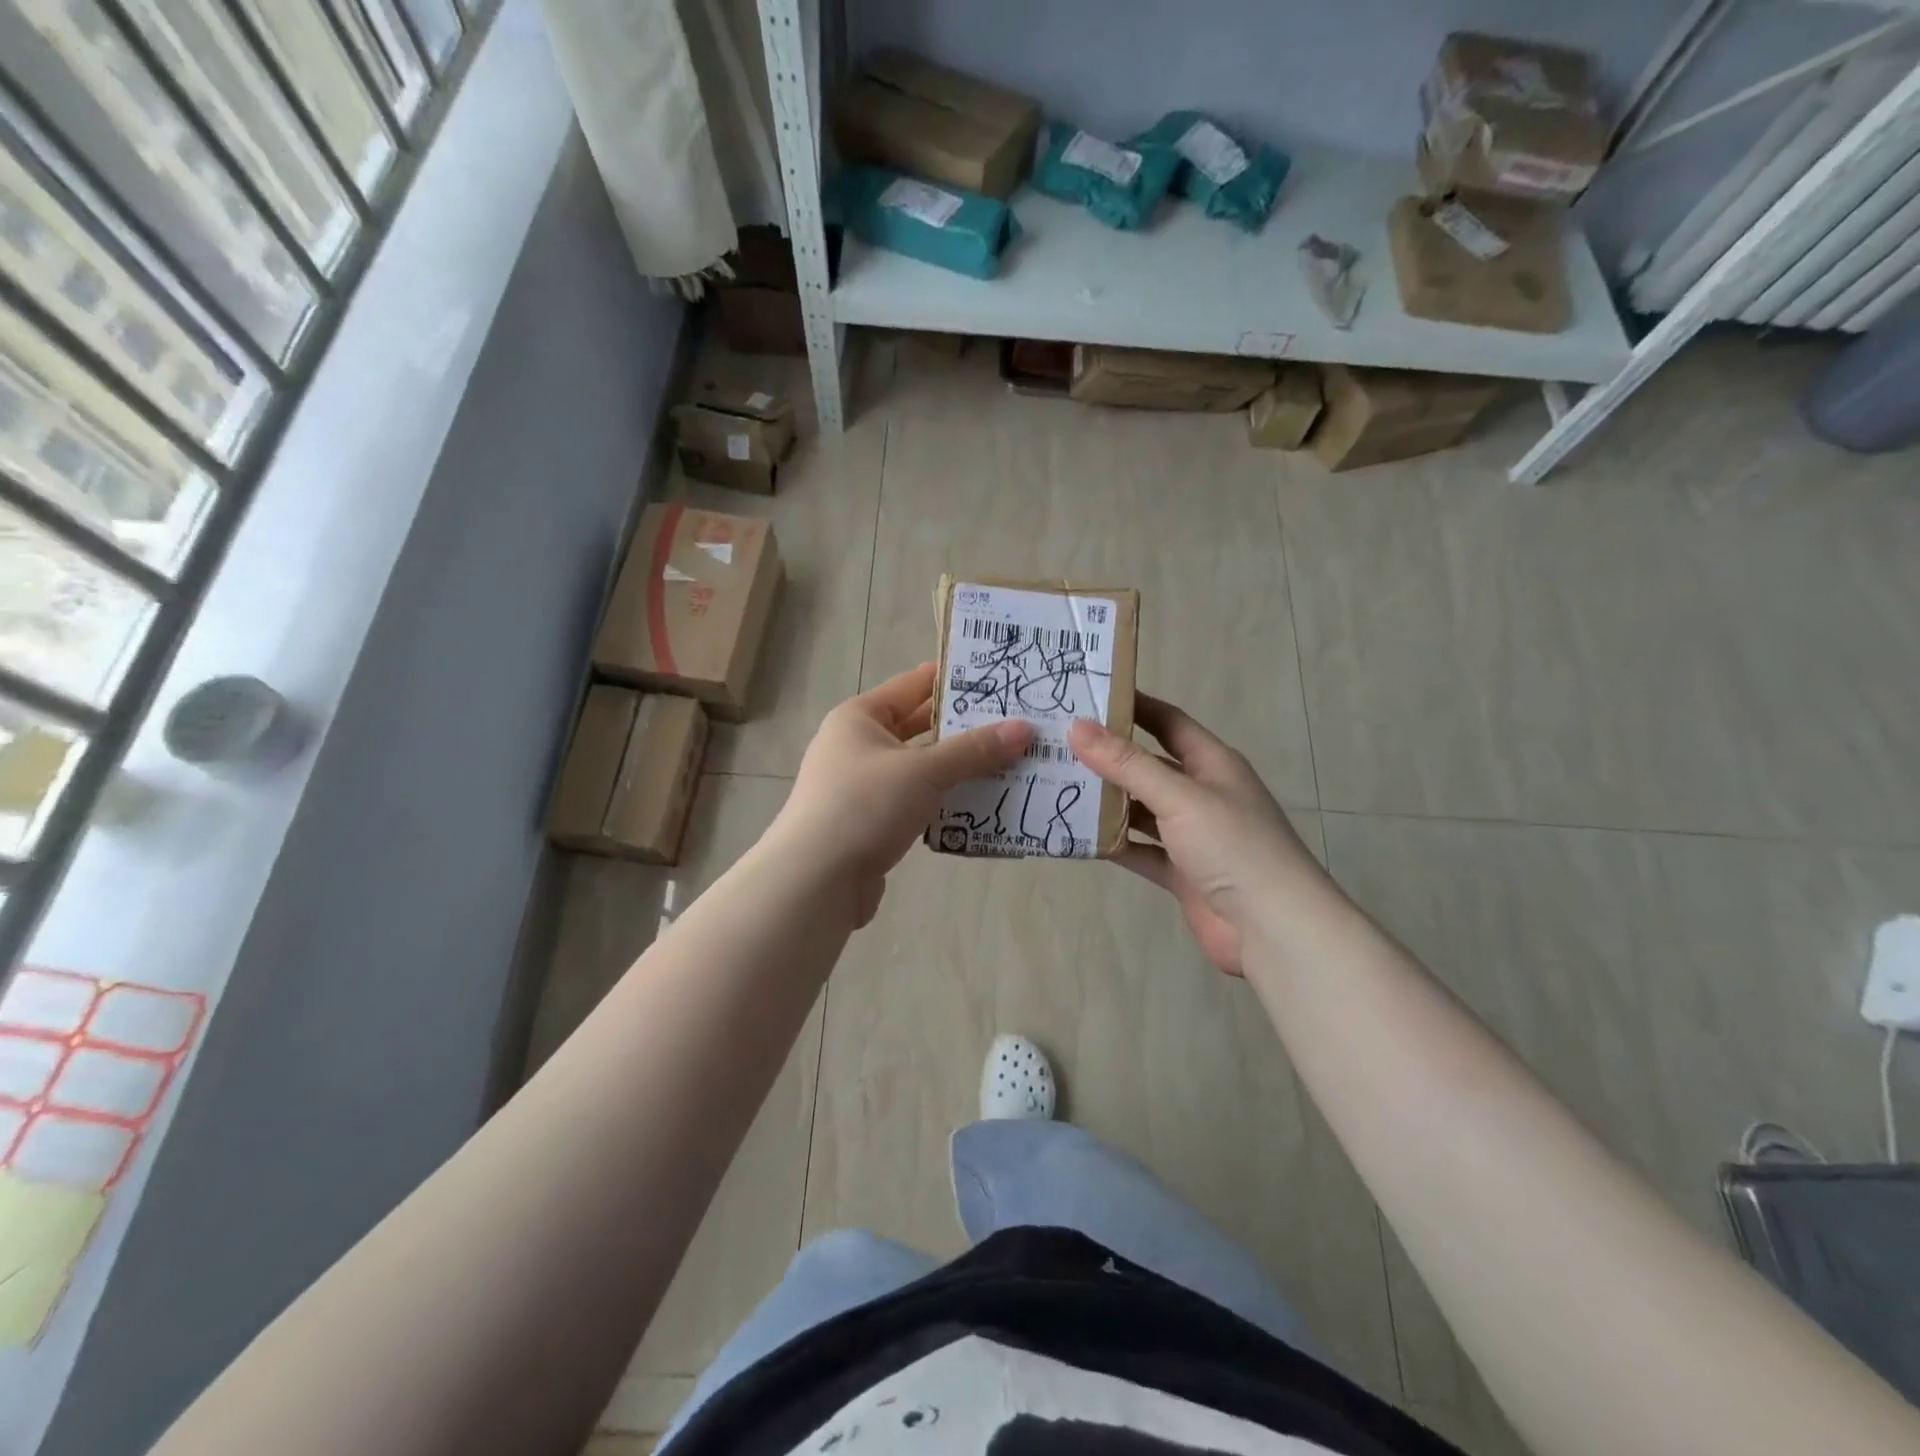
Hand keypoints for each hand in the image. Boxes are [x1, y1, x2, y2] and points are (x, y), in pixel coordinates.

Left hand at [773, 663, 1033, 926]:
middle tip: (1017, 724)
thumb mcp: (923, 771)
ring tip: (1012, 764)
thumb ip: (974, 750)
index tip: (1000, 678)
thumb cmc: (864, 806)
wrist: (815, 880)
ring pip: (922, 768)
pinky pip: (917, 801)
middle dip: (966, 729)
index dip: (955, 679)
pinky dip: (945, 801)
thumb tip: (1024, 728)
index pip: (914, 684)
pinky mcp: (872, 822)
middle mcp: (858, 745)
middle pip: (920, 728)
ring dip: (960, 769)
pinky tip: (982, 806)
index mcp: (860, 717)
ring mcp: (863, 786)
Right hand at [1068, 696, 1322, 975]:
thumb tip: (1077, 726)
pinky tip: (1076, 835)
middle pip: (1148, 765)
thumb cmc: (1233, 846)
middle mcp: (1201, 793)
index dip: (1132, 705)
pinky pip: (1140, 849)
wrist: (1273, 928)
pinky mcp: (1181, 871)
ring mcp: (1191, 835)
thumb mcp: (1179, 796)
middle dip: (1107, 755)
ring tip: (1057, 785)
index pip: (1167, 721)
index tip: (1087, 694)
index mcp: (1211, 763)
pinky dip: (1113, 843)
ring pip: (1140, 808)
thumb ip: (1127, 763)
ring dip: (1106, 800)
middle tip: (1057, 743)